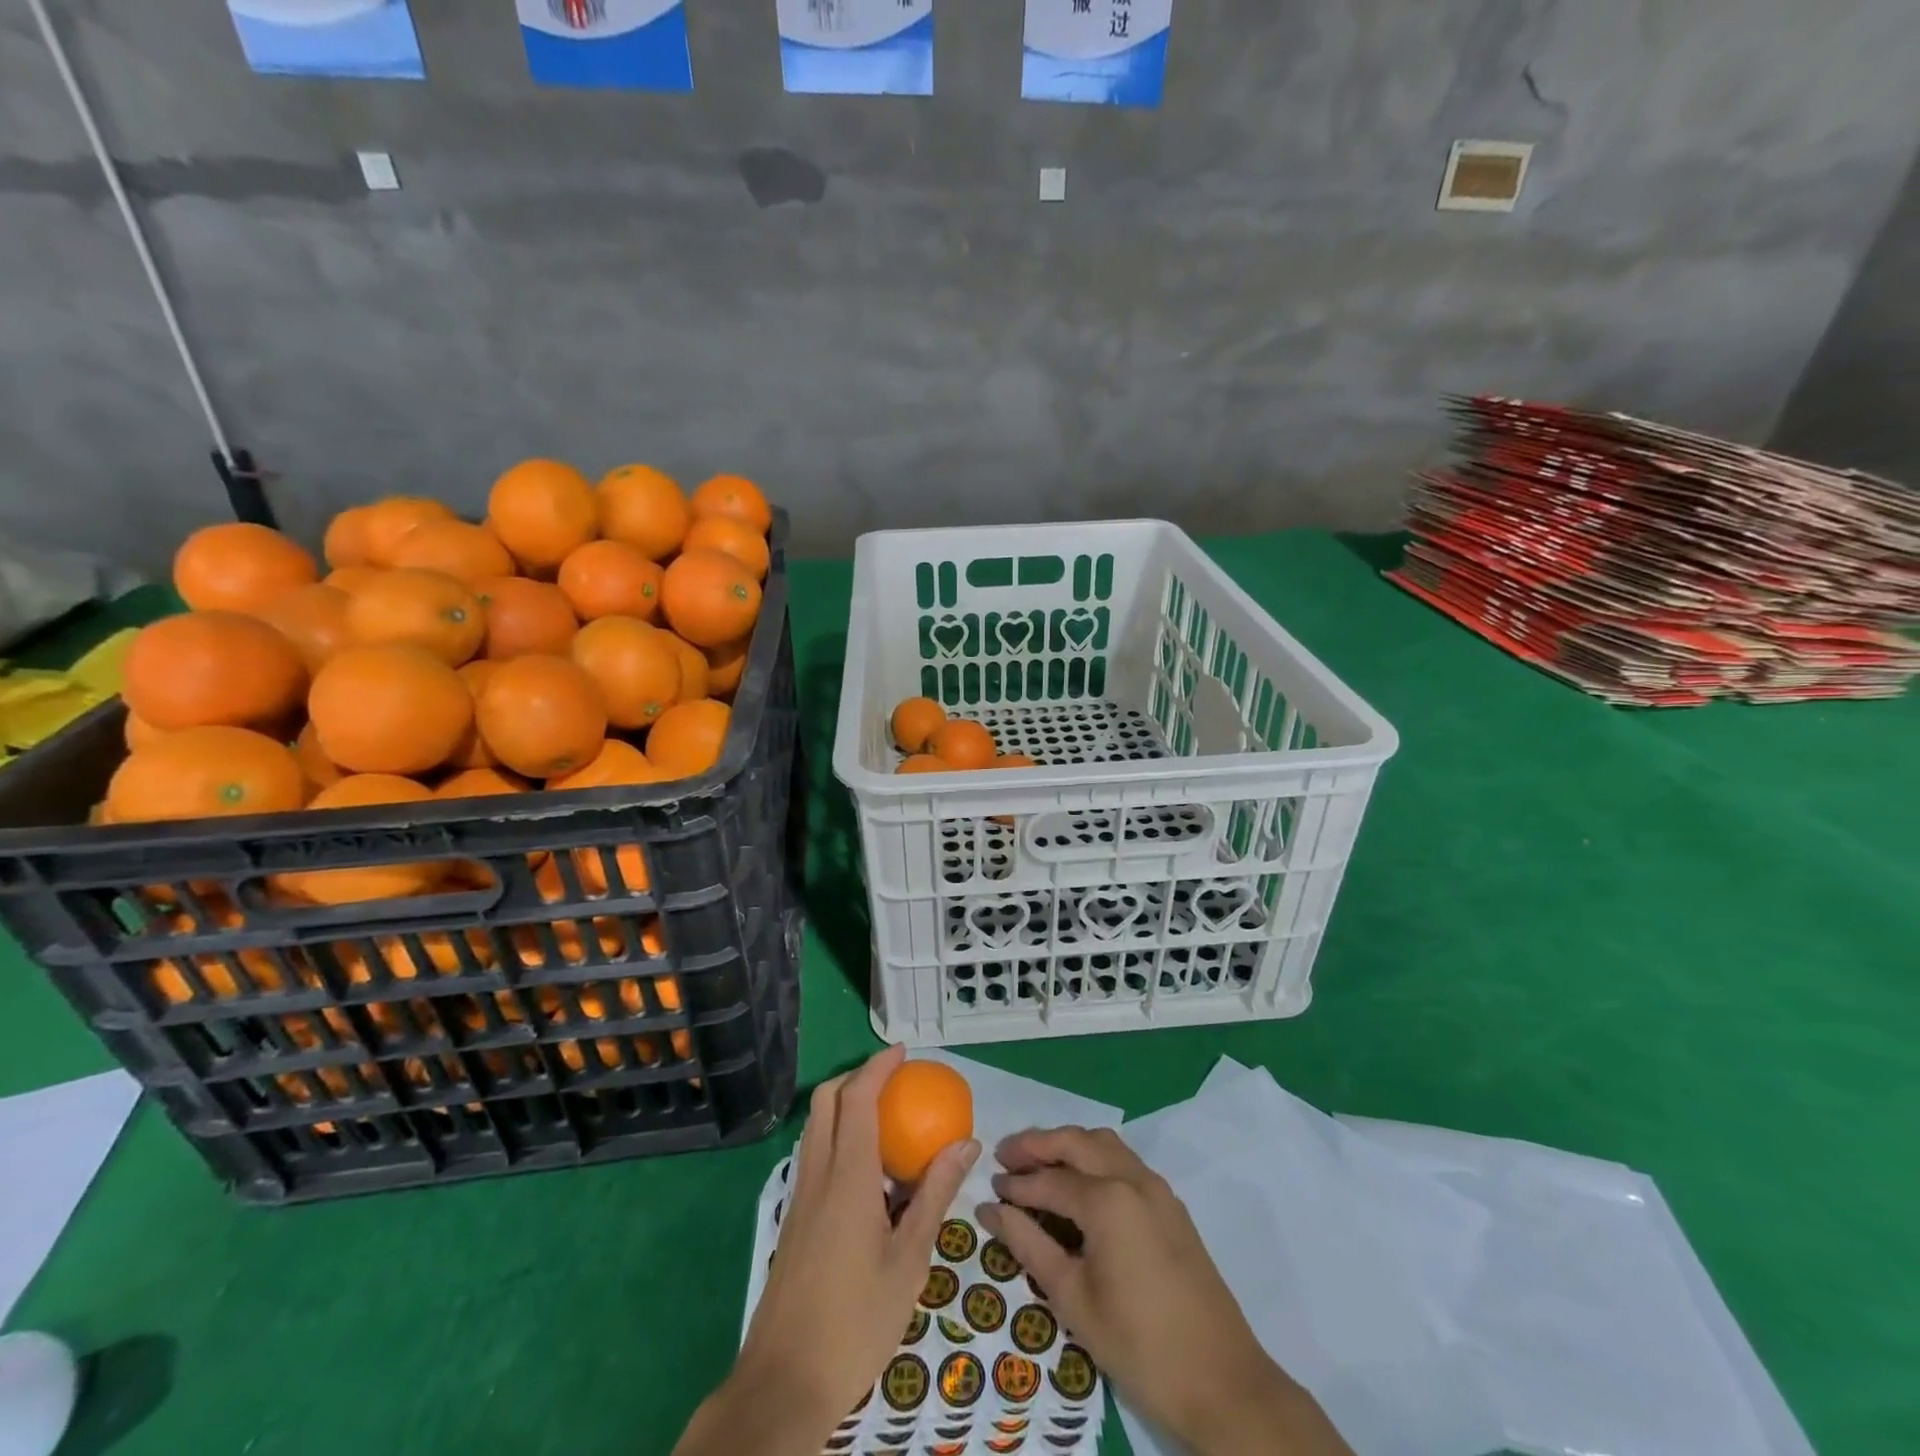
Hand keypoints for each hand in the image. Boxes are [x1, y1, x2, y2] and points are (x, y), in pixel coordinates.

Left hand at [676, 1046, 978, 1455]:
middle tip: (895, 1079)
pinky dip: (838, 1135)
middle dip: (857, 1076)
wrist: (785, 1382)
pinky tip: (868, 1169)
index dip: (878, 1067)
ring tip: (886, 1117)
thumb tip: (967, 1143)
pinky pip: (815, 1153)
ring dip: (845, 1103)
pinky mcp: (794, 1218)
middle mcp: (817, 1174)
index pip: (857, 1098)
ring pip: (816, 1125)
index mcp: (847, 1176)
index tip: (903, 1052)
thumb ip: (936, 1194)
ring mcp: (800, 1196)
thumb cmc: (857, 1321)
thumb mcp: (910, 1260)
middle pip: (826, 1100)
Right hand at [979, 1126, 1351, 1455]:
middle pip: (1076, 1142)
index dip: (1016, 1185)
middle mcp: (1132, 1178)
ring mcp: (1157, 1188)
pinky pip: (1124, 1161)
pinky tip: (1078, 1184)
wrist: (1223, 1383)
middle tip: (1005, 1157)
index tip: (989, 1191)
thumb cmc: (1139, 1346)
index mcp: (1107, 1200)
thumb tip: (992, 1210)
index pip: (1049, 1179)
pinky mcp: (1171, 1204)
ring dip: (1068, 1145)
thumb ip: (1029, 1246)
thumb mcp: (1073, 1300)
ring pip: (1103, 1143)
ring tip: (1038, 1164)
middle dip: (1037, 1145)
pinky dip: (1094, 1158)